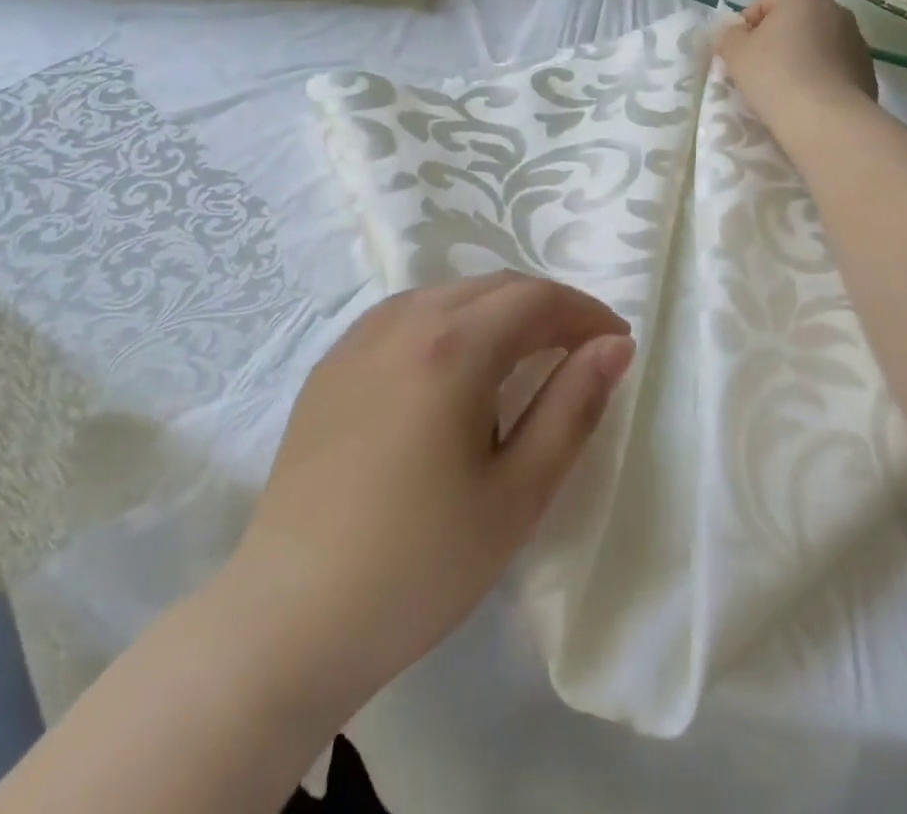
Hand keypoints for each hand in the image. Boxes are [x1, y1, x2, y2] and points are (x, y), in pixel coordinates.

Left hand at [231, 272, 633, 720]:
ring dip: (498, 310)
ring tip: (526, 353)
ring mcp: (359, 338)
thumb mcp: (519, 492)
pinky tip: (455, 364)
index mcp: (453, 346)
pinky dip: (451, 320)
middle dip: (547, 307)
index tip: (616, 342)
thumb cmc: (420, 563)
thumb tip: (614, 345)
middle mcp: (404, 321)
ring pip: (449, 293)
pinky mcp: (331, 363)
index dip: (585, 312)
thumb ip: (574, 406)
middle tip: (580, 349)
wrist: (290, 619)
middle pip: (494, 287)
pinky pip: (407, 314)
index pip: (536, 299)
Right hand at [718, 0, 877, 139]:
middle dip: (776, 39)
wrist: (826, 119)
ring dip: (799, 56)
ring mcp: (856, 37)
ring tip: (785, 87)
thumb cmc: (775, 76)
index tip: (741, 52)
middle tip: (759, 69)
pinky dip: (819, 74)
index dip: (747, 25)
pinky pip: (833, 64)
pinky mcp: (866, 67)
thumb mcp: (735, 52)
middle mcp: (835, 7)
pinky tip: (808, 97)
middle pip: (793, 18)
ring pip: (815, 41)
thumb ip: (729, 35)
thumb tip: (737, 34)